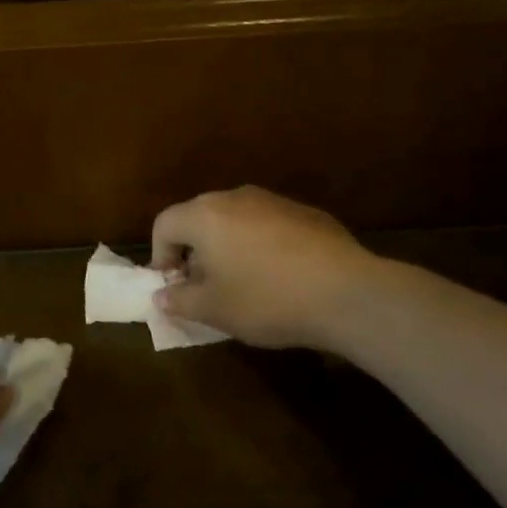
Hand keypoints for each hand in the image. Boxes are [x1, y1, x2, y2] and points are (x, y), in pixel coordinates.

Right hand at [151, 186, 377, 349]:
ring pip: (235, 220)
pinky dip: (261, 245)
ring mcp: (273, 200)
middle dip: (193, 250)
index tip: (173, 285)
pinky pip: (268, 225)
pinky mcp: (305, 212)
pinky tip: (281, 277)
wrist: (346, 293)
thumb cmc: (266, 299)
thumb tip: (161, 295)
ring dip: (228, 246)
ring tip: (243, 283)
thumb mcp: (214, 310)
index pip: (164, 224)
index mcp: (204, 215)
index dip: (160, 255)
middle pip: (198, 217)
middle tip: (204, 286)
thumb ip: (179, 300)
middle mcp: (234, 197)